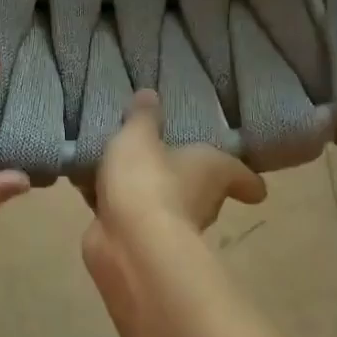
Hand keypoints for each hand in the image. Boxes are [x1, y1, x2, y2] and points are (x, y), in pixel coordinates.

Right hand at [91, 91, 266, 237]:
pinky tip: (86, 185)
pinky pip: (125, 213)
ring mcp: (170, 225)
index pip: (244, 179)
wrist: (129, 243)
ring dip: (141, 189)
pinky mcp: (138, 240)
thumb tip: (150, 94)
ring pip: (159, 200)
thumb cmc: (148, 179)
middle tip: (159, 153)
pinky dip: (111, 202)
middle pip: (200, 188)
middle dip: (180, 176)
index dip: (246, 180)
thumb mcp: (139, 136)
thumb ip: (142, 117)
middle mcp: (201, 201)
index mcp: (214, 171)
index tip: (249, 184)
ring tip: (114, 165)